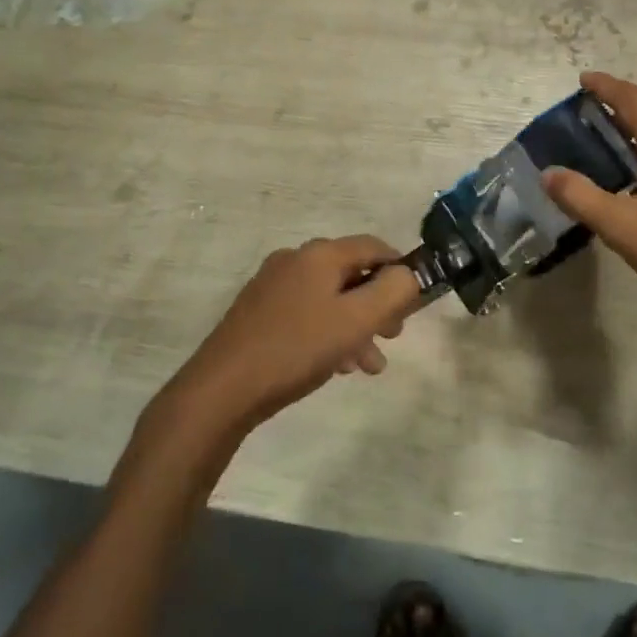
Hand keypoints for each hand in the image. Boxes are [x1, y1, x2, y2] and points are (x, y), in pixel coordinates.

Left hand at [174, 236, 423, 431]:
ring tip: (368, 365)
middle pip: (352, 273)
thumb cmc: (297, 348)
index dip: (401, 270)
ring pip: (330, 298)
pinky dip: (329, 333)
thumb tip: (408, 275)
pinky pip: (307, 313)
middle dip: (378, 305)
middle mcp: (295, 260)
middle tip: (393, 336)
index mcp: (320, 254)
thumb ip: (393, 291)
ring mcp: (273, 285)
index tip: (414, 303)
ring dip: (356, 326)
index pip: (374, 247)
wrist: (222, 389)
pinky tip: (337, 366)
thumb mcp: (357, 320)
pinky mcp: (259, 312)